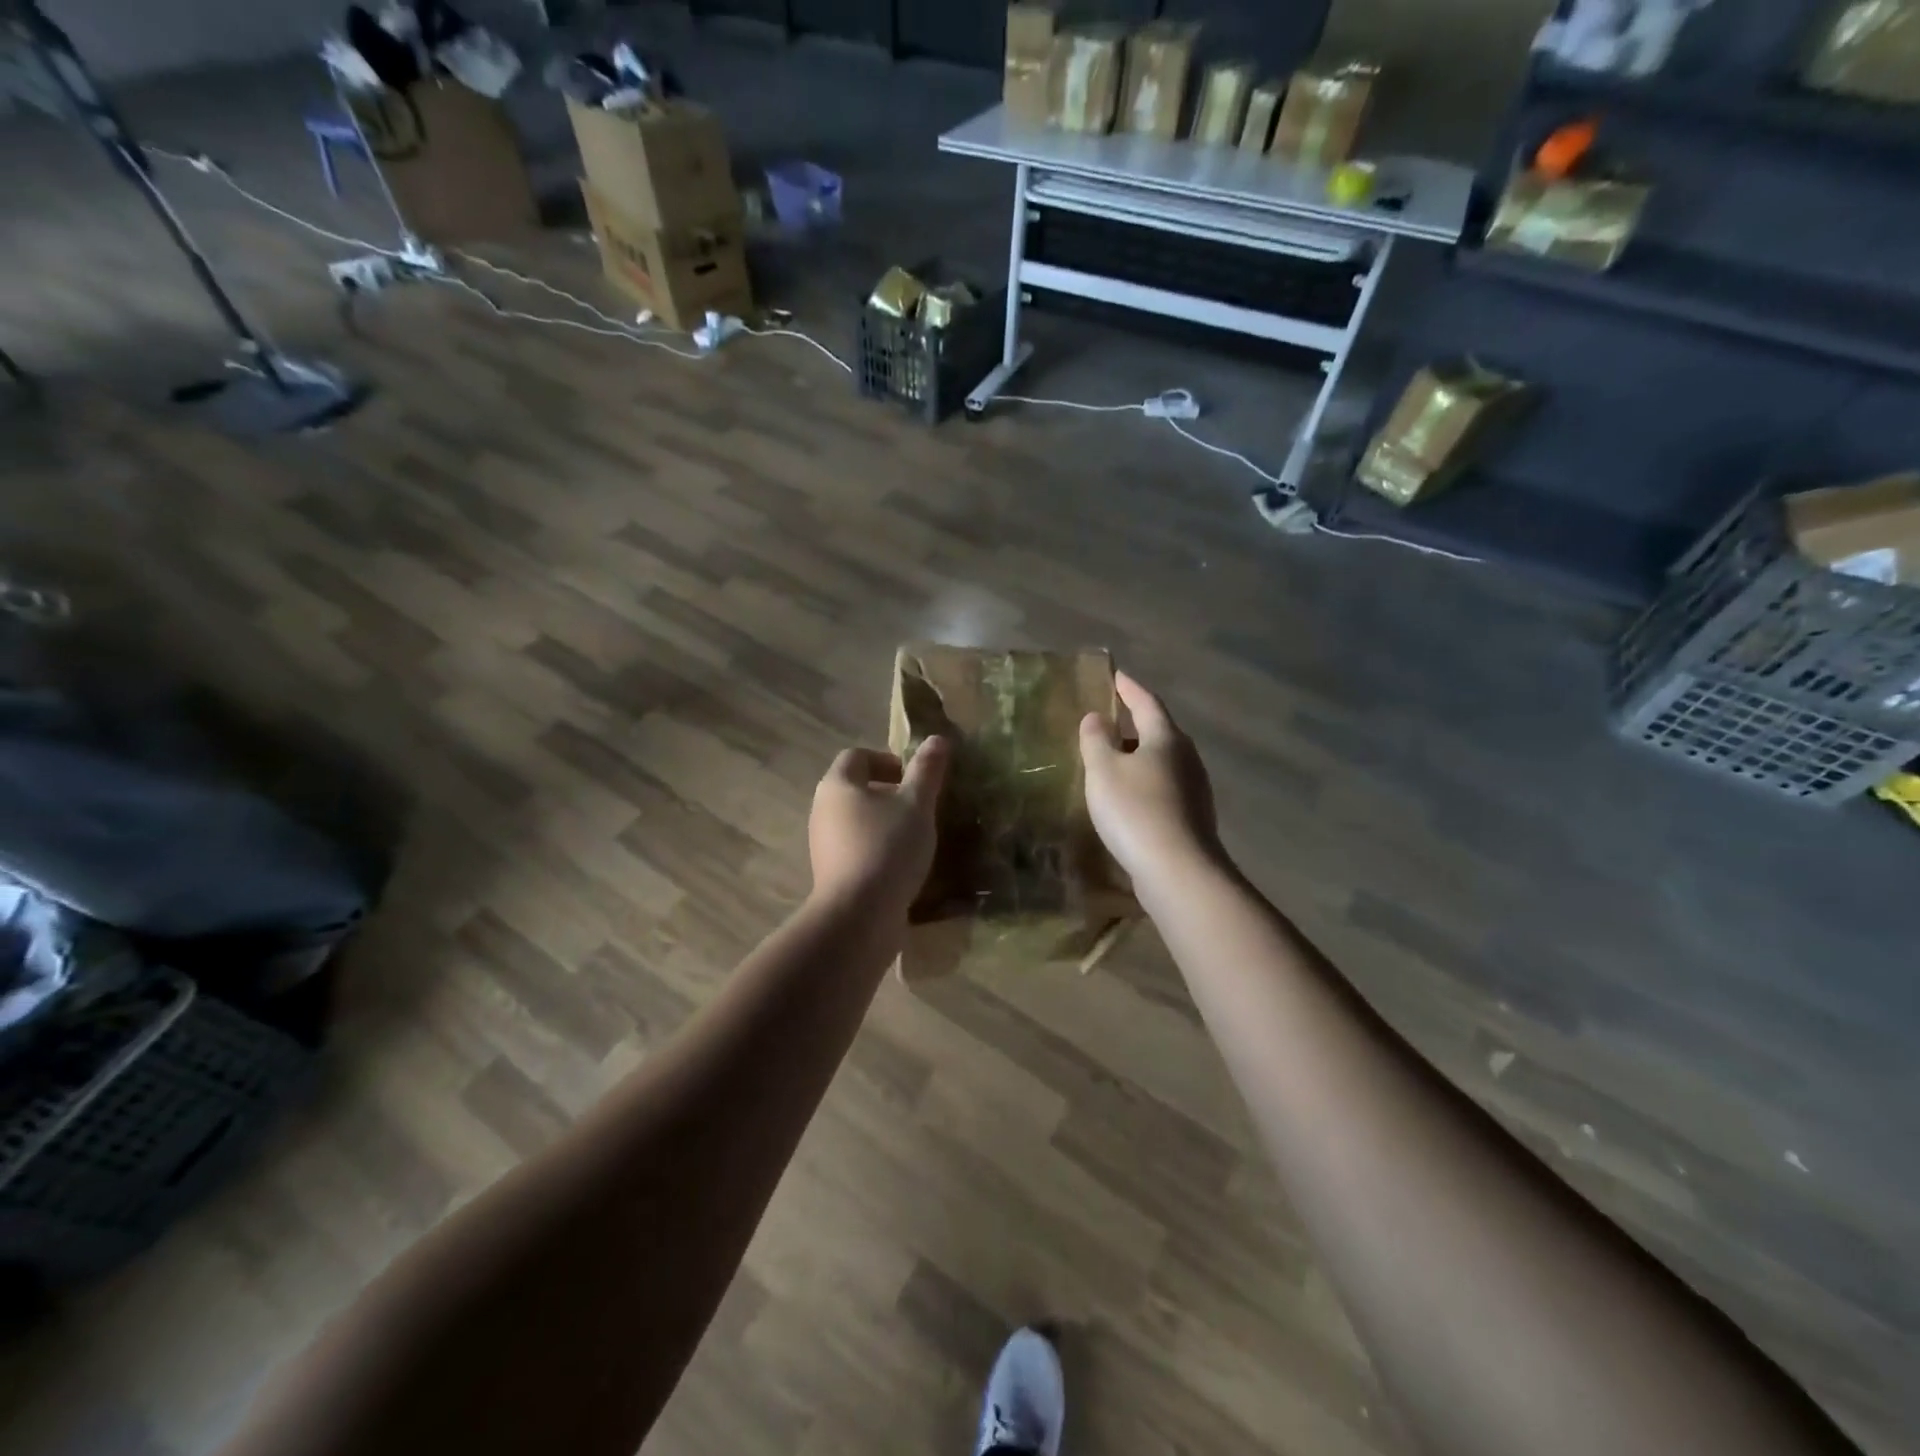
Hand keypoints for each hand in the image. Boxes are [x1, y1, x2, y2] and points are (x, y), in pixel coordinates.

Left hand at [808, 738, 949, 917]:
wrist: (859, 916)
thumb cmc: (888, 848)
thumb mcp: (916, 804)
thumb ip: (927, 770)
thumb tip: (937, 738)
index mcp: (837, 785)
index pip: (857, 756)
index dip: (888, 760)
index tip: (915, 779)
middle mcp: (823, 810)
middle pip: (856, 788)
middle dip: (890, 793)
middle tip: (921, 807)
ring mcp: (823, 844)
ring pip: (857, 821)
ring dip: (885, 823)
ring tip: (916, 837)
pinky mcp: (831, 874)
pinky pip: (857, 849)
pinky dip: (878, 849)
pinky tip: (903, 866)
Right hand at [1080, 673, 1219, 897]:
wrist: (1178, 870)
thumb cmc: (1135, 811)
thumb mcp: (1104, 770)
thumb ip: (1096, 740)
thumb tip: (1096, 717)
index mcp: (1166, 738)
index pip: (1147, 703)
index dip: (1129, 689)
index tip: (1115, 676)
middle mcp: (1187, 758)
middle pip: (1159, 732)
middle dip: (1134, 724)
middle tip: (1110, 722)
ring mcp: (1194, 789)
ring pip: (1163, 762)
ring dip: (1139, 757)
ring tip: (1114, 761)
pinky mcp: (1192, 817)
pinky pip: (1164, 788)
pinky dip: (1145, 783)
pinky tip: (1129, 799)